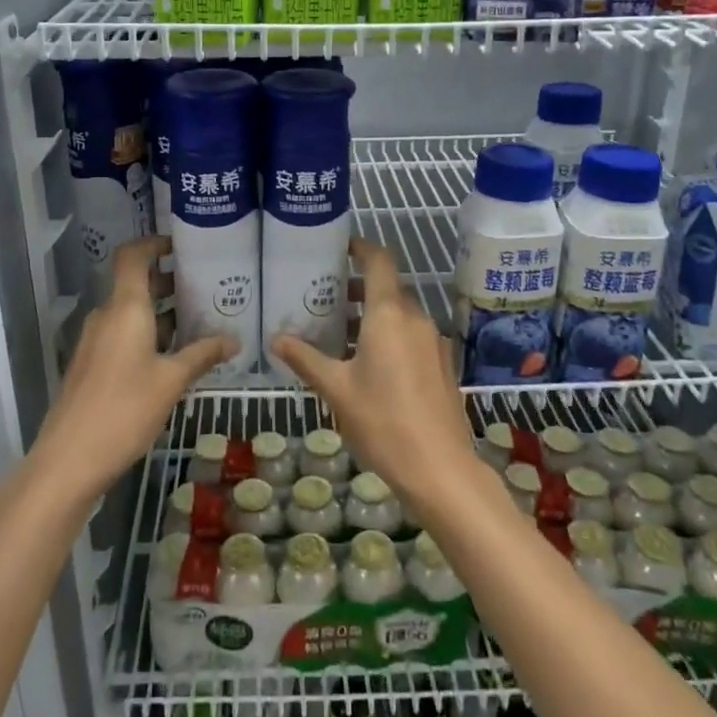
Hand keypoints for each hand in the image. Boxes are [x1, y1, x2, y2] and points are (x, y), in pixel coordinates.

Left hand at [34, 236, 233, 496]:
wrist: (69, 459)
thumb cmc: (124, 409)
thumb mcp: (172, 381)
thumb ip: (203, 354)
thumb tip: (236, 339)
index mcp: (125, 308)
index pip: (133, 256)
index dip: (154, 243)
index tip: (181, 246)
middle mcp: (106, 316)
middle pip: (135, 283)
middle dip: (168, 281)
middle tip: (205, 287)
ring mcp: (94, 341)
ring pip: (130, 312)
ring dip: (161, 312)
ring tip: (198, 321)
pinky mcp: (91, 365)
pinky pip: (122, 334)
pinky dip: (147, 334)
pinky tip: (173, 356)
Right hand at [270, 239, 481, 520]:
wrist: (440, 469)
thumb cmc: (382, 421)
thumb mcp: (336, 389)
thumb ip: (306, 359)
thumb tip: (276, 339)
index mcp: (389, 314)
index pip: (379, 261)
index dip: (360, 248)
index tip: (339, 248)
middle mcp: (415, 318)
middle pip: (387, 288)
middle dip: (357, 288)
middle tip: (324, 298)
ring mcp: (433, 341)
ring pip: (400, 313)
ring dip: (372, 315)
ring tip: (339, 333)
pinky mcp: (441, 364)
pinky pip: (411, 335)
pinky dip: (389, 335)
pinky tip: (368, 364)